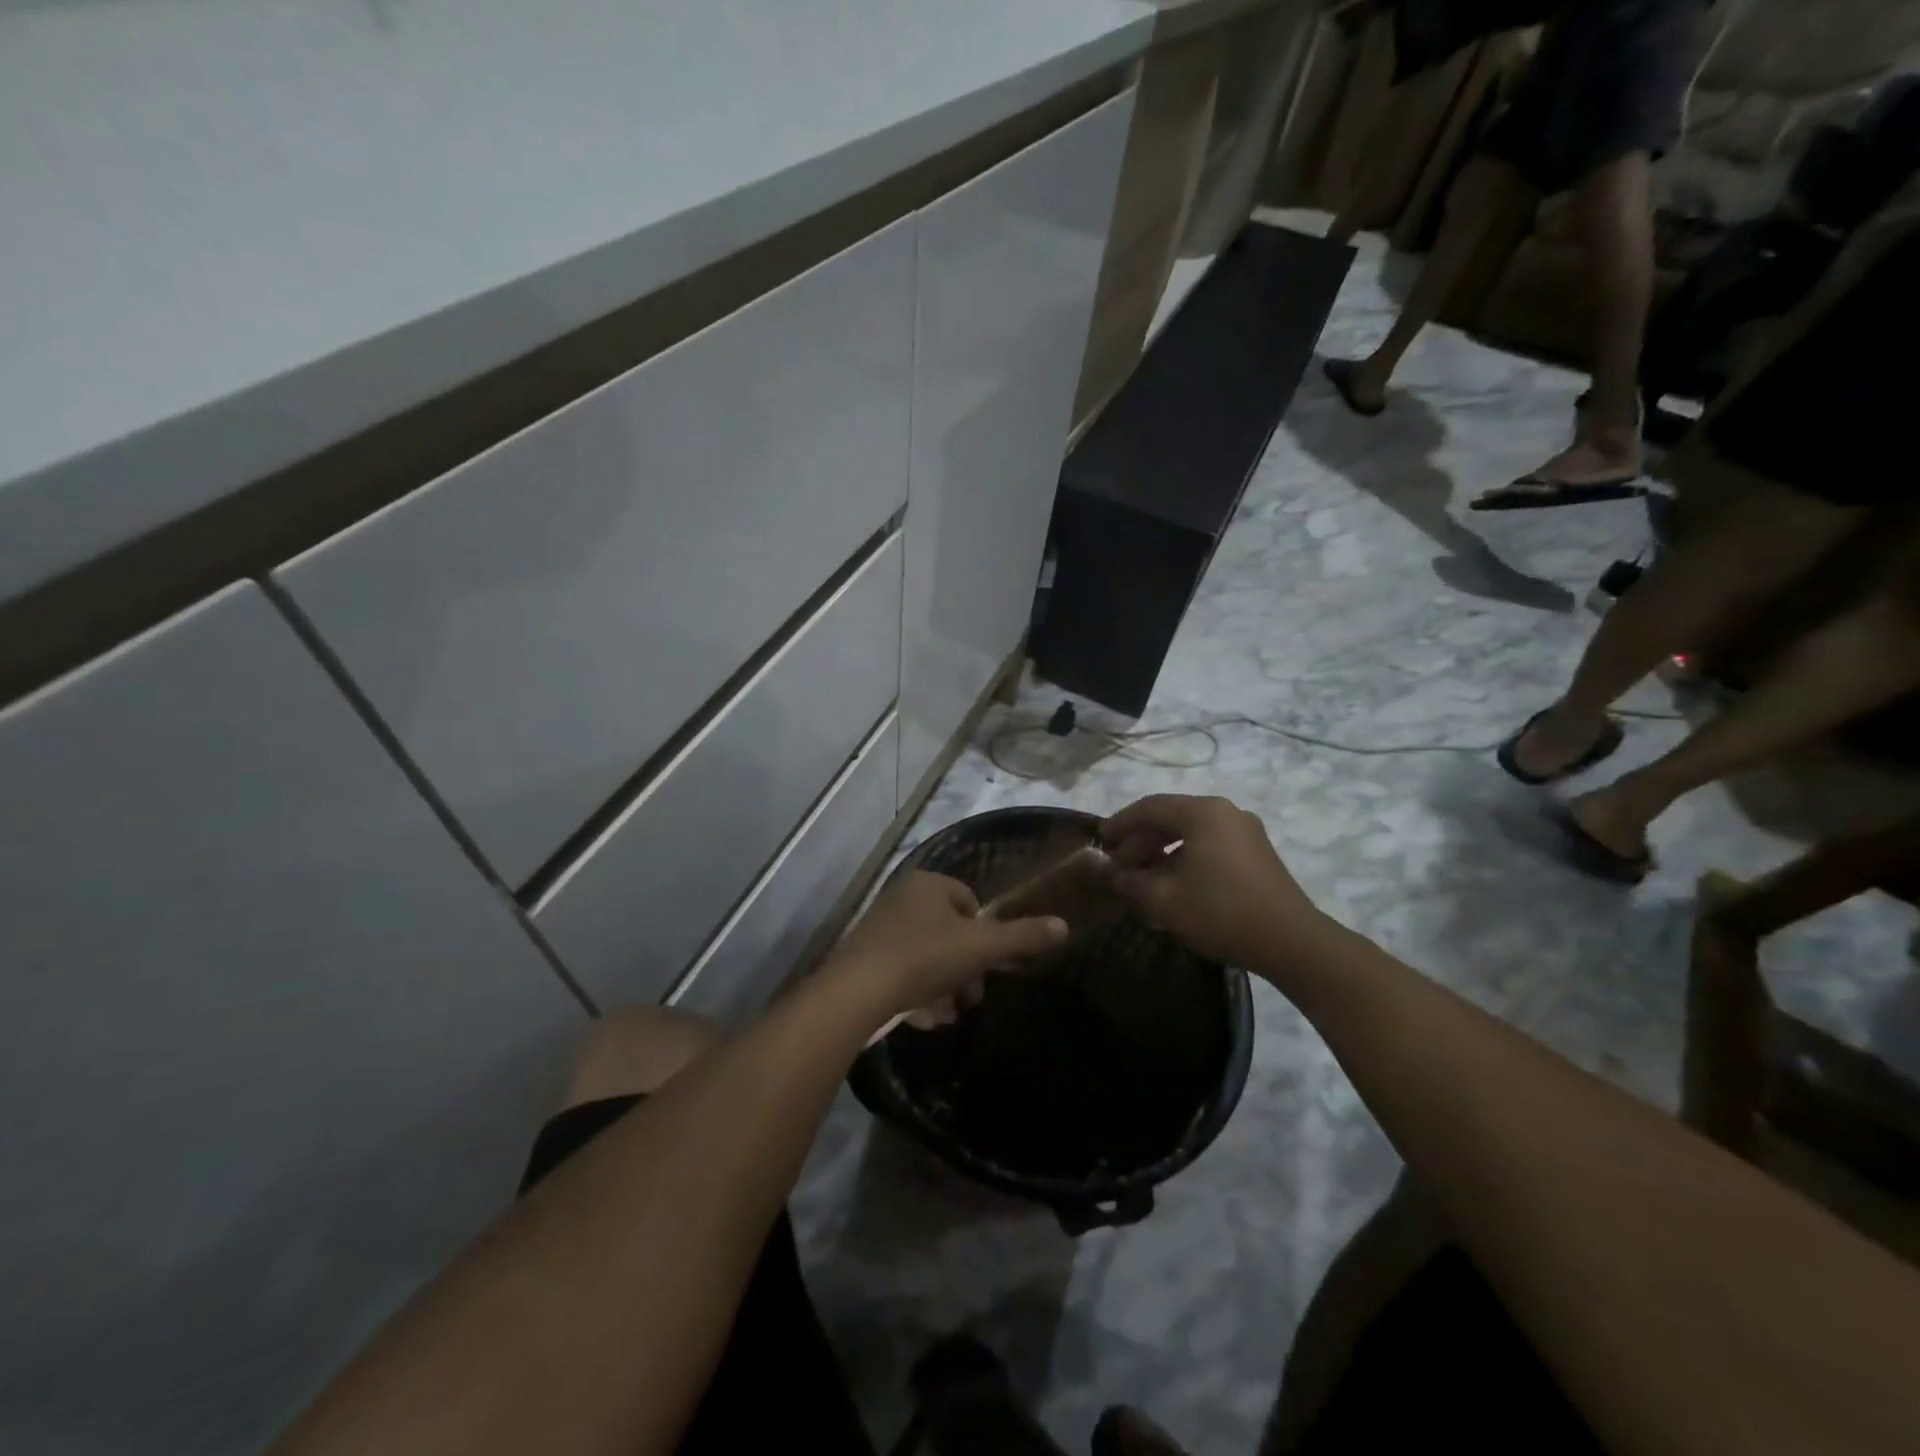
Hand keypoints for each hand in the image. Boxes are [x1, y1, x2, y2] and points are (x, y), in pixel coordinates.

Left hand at [824, 871, 1067, 1023]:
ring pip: (926, 957)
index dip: (984, 934)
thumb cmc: (923, 958)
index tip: (989, 965)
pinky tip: (922, 1018)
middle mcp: (901, 898)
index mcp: (927, 884)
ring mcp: (879, 929)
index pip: (969, 901)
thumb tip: (1064, 925)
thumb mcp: (981, 947)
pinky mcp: (864, 959)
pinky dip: (915, 993)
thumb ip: (1022, 937)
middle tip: (970, 998)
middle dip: (964, 968)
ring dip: (942, 986)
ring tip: (946, 1014)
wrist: (856, 992)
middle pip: (948, 933)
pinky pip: (901, 973)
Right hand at [1101, 794, 1325, 971]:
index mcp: (1202, 813)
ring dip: (1162, 851)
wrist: (1291, 942)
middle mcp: (1225, 812)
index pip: (1149, 807)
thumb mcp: (1165, 900)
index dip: (1120, 823)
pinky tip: (1174, 885)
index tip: (1100, 841)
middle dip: (1141, 840)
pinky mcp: (1256, 853)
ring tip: (1143, 878)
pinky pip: (1210, 845)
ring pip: (1191, 832)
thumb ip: (1131, 882)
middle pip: (1171, 817)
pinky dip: (1186, 858)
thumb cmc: (1221, 913)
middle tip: (1119, 865)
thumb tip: (1113, 874)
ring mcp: (1245, 831)